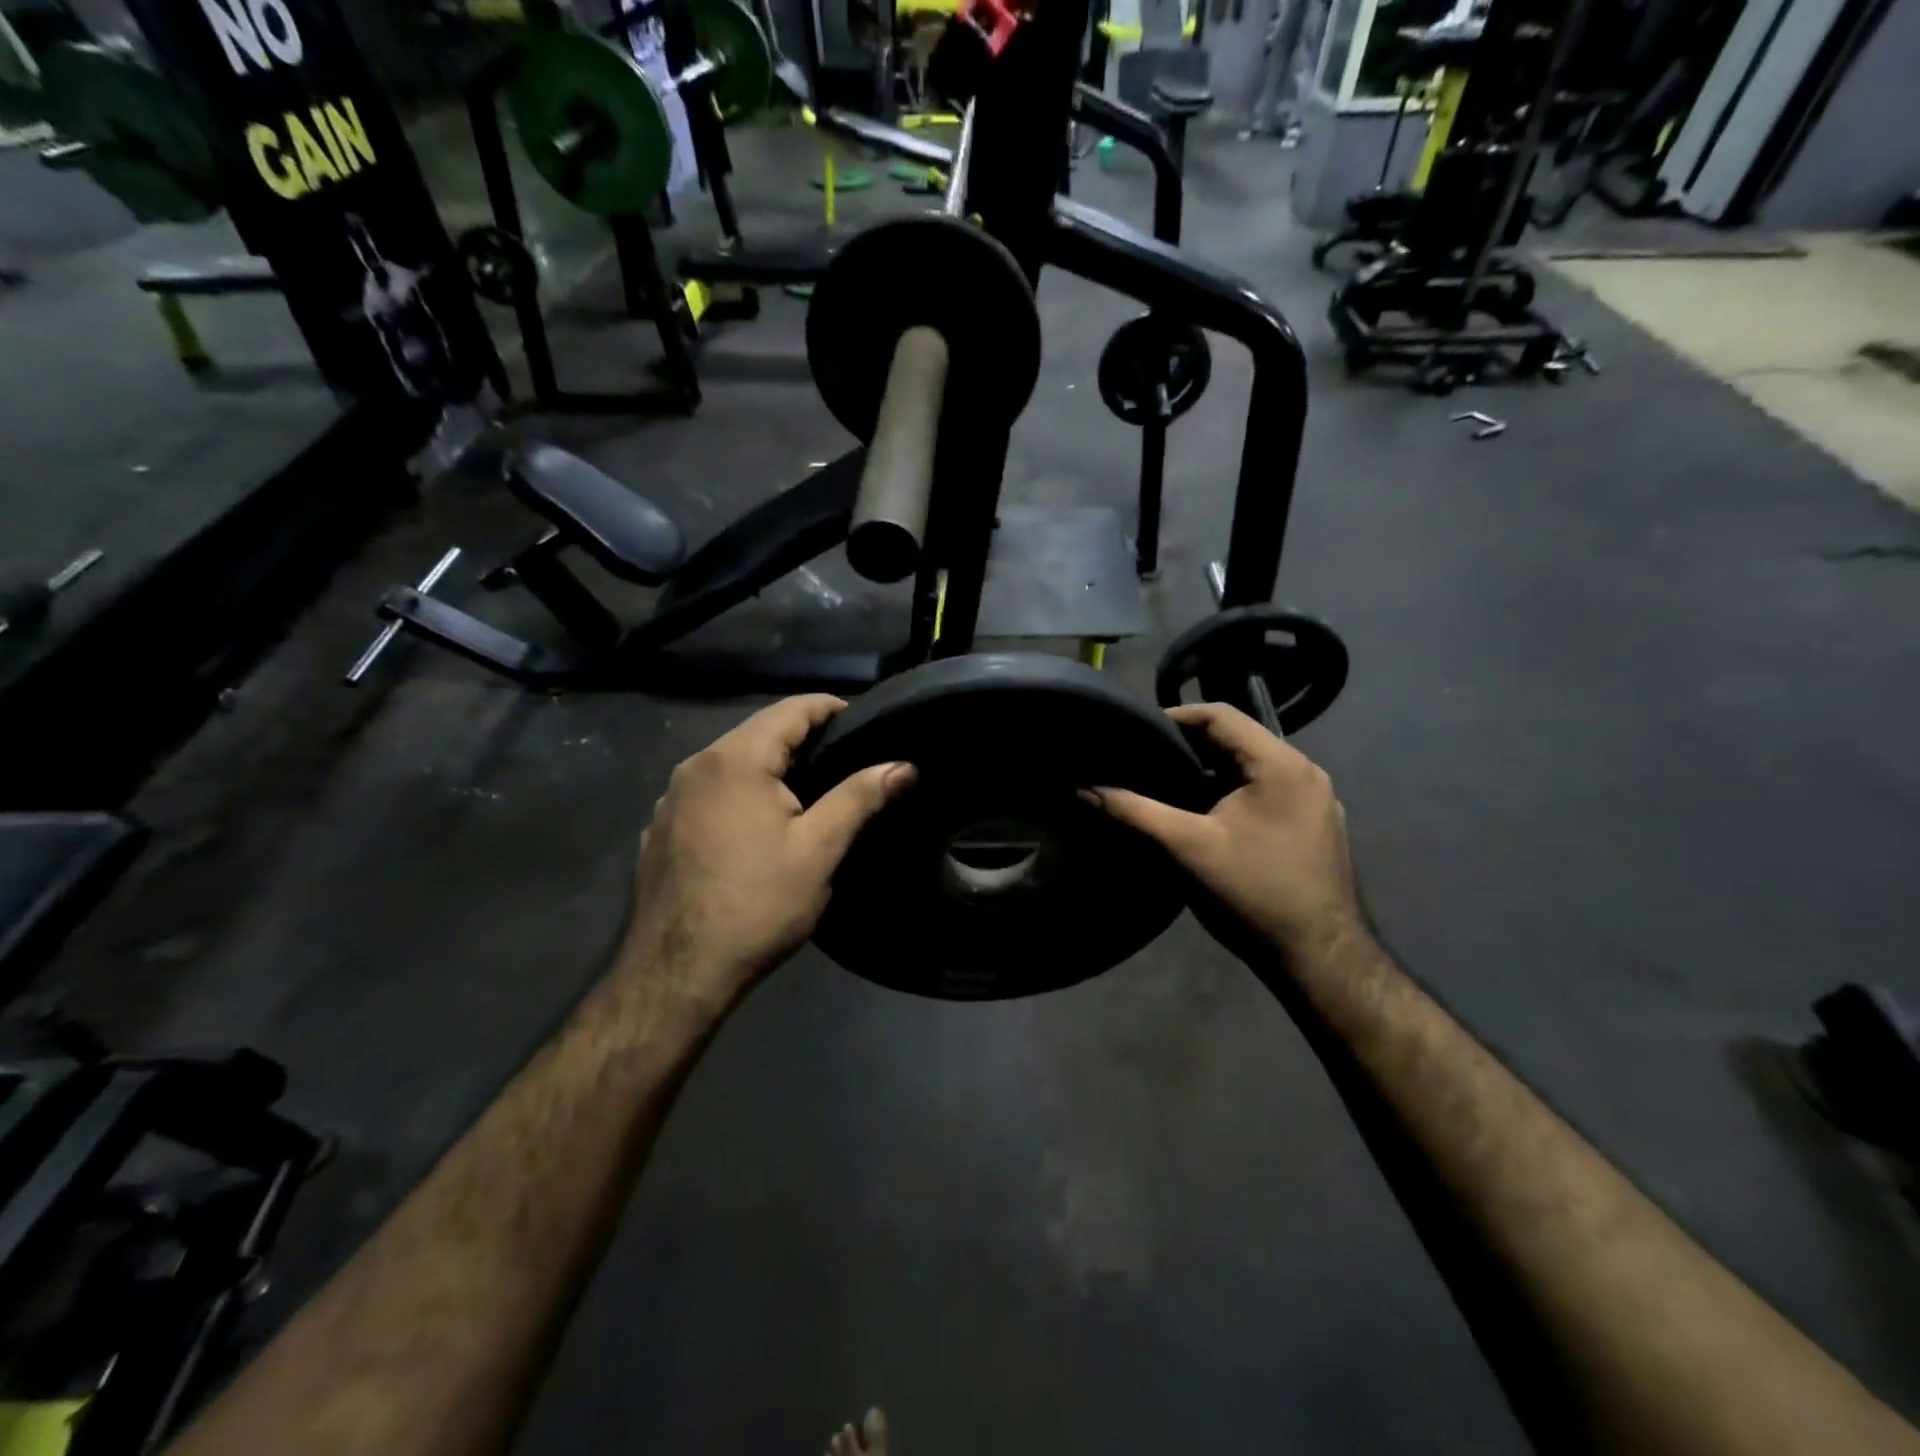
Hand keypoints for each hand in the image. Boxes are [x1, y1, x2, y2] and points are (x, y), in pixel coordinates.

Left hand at [621, 696, 914, 1014]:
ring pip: (731, 763)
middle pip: (759, 733)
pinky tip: (757, 827)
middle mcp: (695, 766)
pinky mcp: (660, 828)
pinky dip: (740, 794)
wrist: (677, 973)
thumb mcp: (819, 850)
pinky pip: (709, 792)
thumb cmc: (757, 905)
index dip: (831, 709)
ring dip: (770, 767)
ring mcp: (671, 798)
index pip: (791, 710)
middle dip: (803, 739)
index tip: (864, 724)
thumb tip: (903, 765)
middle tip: (845, 760)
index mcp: (736, 760)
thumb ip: (860, 797)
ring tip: (809, 792)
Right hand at [1090, 703, 1358, 957]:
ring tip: (1167, 786)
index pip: (1219, 715)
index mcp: (1279, 764)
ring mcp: (1317, 801)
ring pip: (1252, 767)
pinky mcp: (1316, 826)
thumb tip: (1082, 789)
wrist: (1319, 958)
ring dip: (1210, 771)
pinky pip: (1267, 791)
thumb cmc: (1252, 893)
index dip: (1174, 717)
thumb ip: (1132, 812)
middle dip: (1188, 746)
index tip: (1136, 733)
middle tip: (1145, 761)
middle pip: (1237, 739)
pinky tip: (1205, 817)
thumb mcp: (1184, 848)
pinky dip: (1232, 792)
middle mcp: (1305, 772)